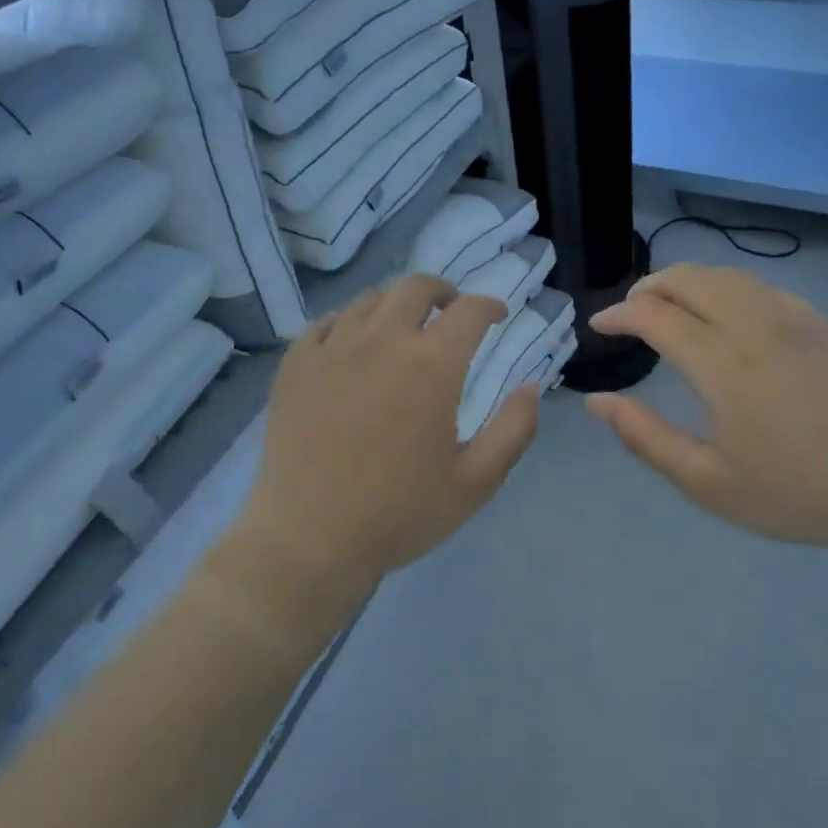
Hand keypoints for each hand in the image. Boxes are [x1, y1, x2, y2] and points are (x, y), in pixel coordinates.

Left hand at [239, 275, 540, 593]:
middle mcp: (383, 340)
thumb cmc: (400, 513)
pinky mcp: (296, 364)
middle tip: (450, 313)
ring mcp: (333, 348)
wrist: (309, 540)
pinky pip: (328, 322)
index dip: (489, 305)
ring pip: (371, 299)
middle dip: (443, 292)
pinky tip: (354, 346)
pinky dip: (351, 322)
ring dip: (397, 305)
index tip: (496, 315)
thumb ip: (514, 429)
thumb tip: (531, 386)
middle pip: (416, 287)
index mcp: (432, 365)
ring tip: (403, 329)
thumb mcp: (476, 482)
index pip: (469, 310)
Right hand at [587, 265, 827, 561]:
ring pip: (726, 275)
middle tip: (629, 311)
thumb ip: (645, 437)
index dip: (619, 314)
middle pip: (688, 279)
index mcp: (723, 363)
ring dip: (686, 280)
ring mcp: (793, 317)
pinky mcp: (820, 322)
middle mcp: (755, 325)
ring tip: (669, 304)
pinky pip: (761, 286)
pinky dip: (727, 287)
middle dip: (649, 286)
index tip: (599, 325)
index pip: (655, 315)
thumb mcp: (707, 481)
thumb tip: (597, 401)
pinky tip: (726, 312)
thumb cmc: (793, 492)